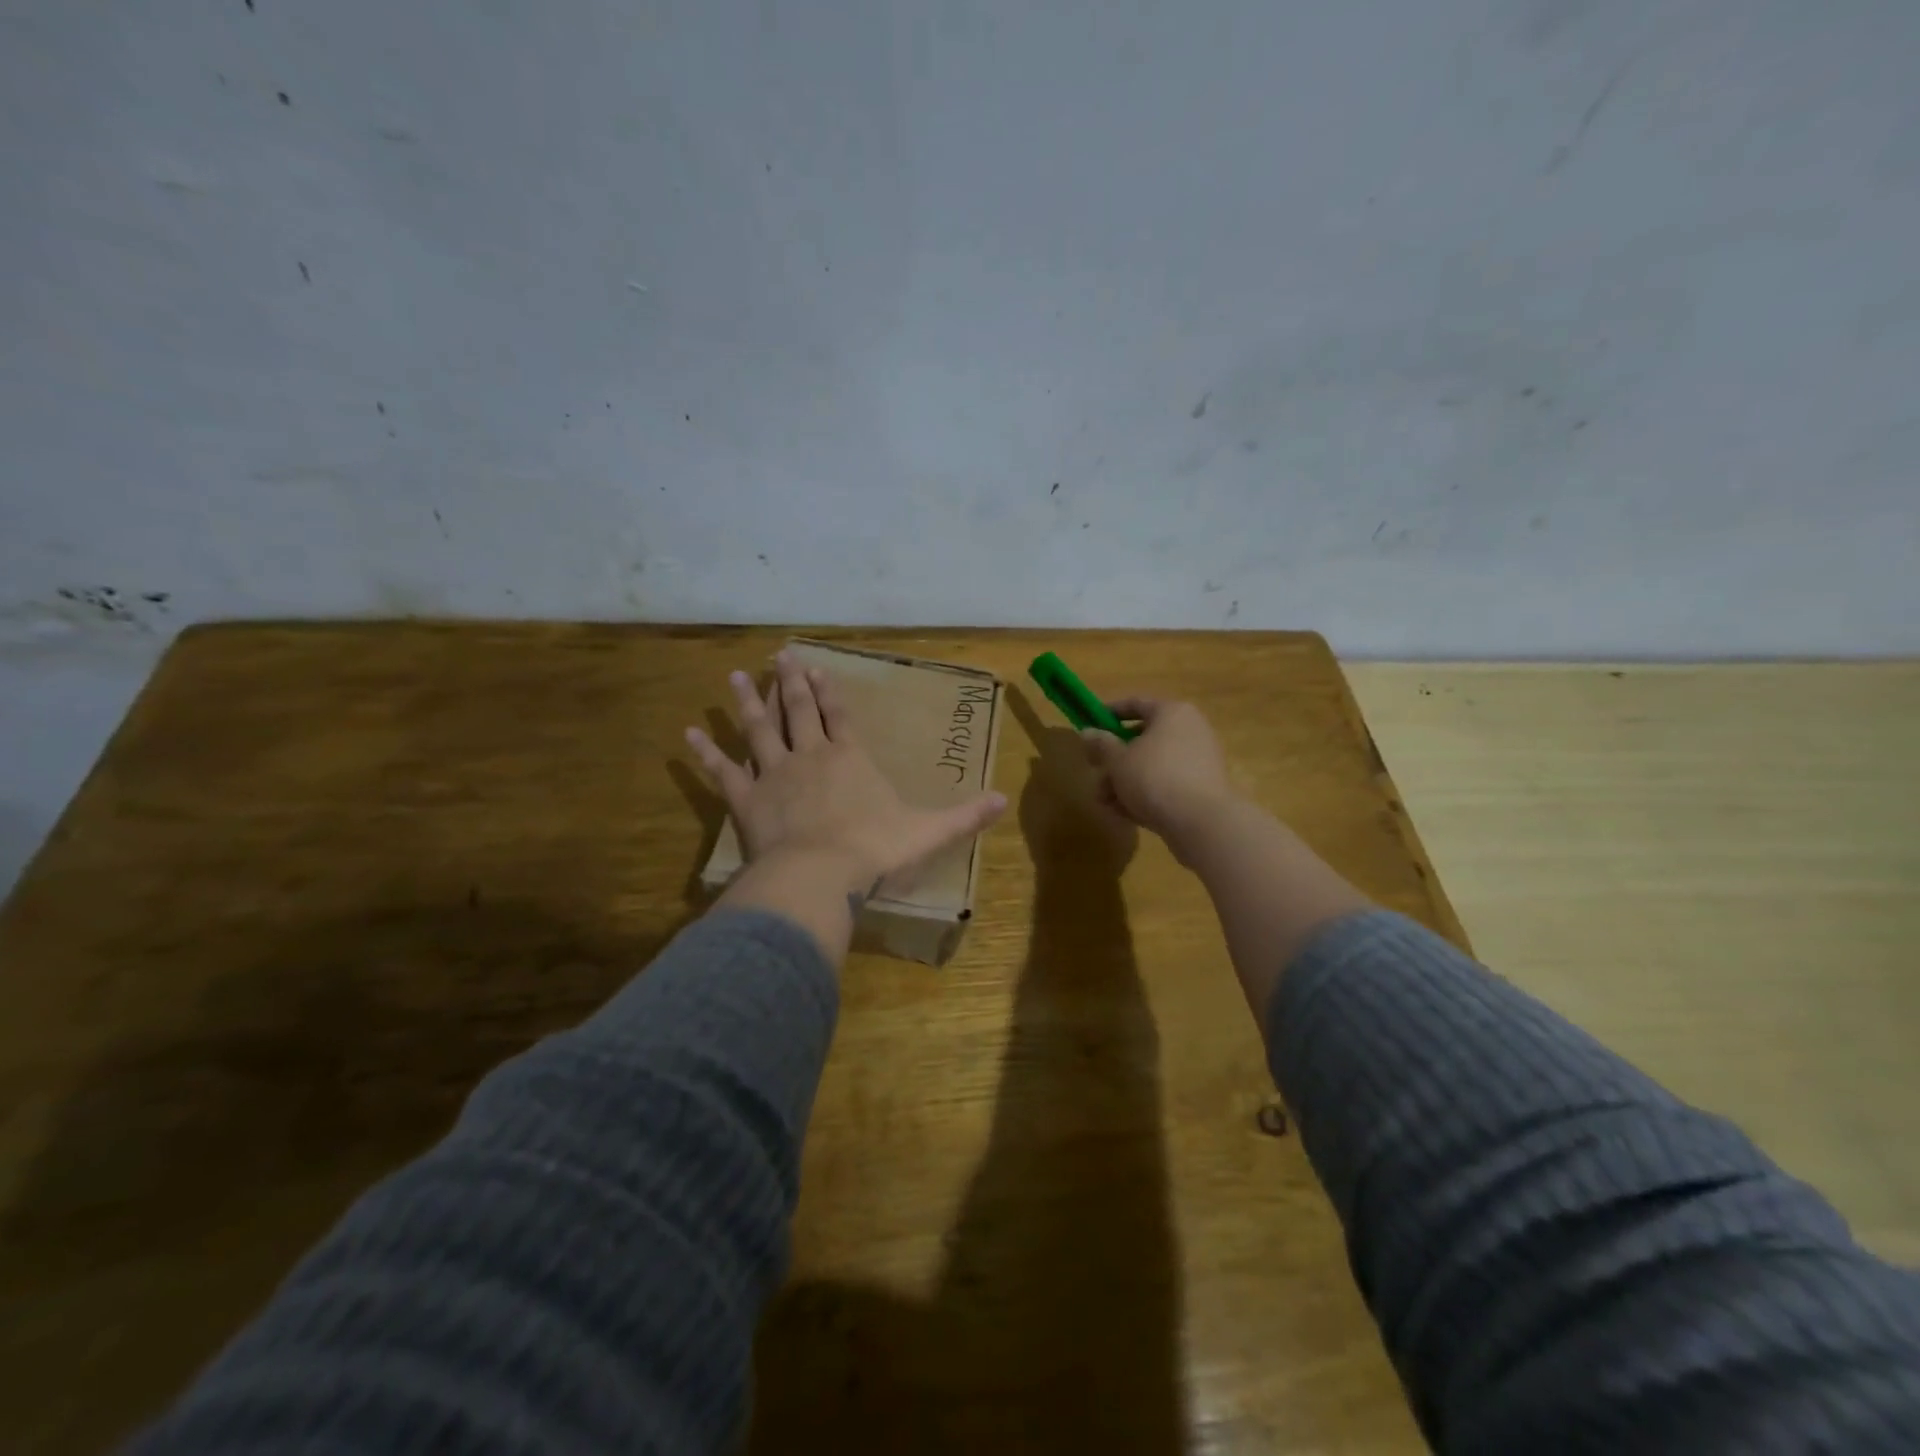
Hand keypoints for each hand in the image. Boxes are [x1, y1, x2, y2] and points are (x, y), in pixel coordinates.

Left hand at [687, 651, 1008, 894]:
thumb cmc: (875, 850)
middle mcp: (810, 756)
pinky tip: (690, 733)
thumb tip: (1004, 800)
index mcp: (850, 758)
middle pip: (798, 710)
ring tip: (738, 676)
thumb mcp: (928, 832)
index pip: (839, 716)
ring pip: (759, 729)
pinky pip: (723, 771)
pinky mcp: (746, 800)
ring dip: (749, 702)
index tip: (817, 666)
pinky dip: (706, 752)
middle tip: (778, 655)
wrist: (820, 875)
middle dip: (791, 682)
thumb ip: (964, 815)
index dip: (829, 691)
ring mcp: (774, 775)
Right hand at [1081, 698, 1236, 862]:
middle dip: (1115, 760)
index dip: (1110, 713)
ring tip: (1105, 802)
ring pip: (1153, 765)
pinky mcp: (1202, 788)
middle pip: (1143, 739)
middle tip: (1096, 773)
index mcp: (1172, 713)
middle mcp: (1190, 730)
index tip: (1091, 725)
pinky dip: (1146, 794)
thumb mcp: (1118, 760)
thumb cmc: (1154, 777)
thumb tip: (1087, 732)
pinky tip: (1126, 813)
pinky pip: (1167, 783)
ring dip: (1125, 782)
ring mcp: (1199, 760)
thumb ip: (1101, 744)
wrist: (1201, 821)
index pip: (1137, 704)